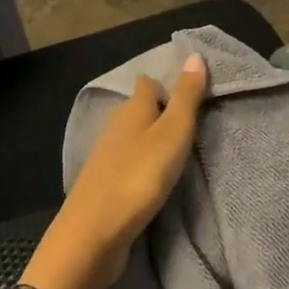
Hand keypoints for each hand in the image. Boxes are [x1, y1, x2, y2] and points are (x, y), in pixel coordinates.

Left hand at [24, 53, 207, 288]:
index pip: (148, 83)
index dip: (166, 84)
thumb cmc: (138, 176)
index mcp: (132, 108)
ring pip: (133, 137)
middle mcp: (116, 125)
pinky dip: (142, 165)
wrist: (93, 234)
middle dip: (161, 113)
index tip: (191, 95)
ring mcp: (106, 156)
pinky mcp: (104, 184)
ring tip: (179, 153)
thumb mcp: (172, 133)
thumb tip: (195, 54)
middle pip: (139, 109)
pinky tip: (154, 179)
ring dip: (152, 141)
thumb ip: (186, 97)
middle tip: (192, 126)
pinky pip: (128, 163)